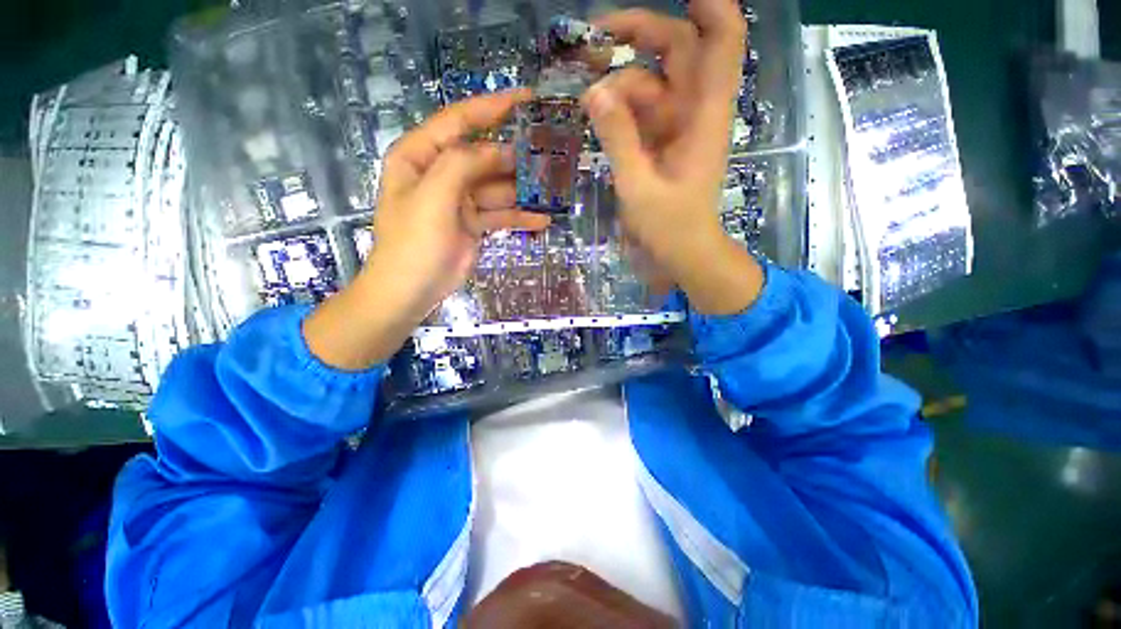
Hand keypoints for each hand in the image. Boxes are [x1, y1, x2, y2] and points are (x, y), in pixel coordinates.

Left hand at [304, 91, 549, 369]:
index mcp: (421, 156)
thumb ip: (463, 165)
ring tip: (554, 188)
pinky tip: (543, 220)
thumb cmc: (414, 242)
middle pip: (485, 156)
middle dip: (517, 156)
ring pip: (498, 187)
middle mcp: (442, 173)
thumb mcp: (433, 197)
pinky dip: (520, 216)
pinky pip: (501, 214)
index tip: (527, 98)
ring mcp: (460, 200)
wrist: (411, 290)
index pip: (459, 121)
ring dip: (524, 189)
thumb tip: (500, 150)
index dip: (492, 107)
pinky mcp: (474, 223)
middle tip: (551, 153)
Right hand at [584, 0, 763, 314]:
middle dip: (639, 33)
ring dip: (617, 83)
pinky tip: (595, 117)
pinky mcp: (659, 144)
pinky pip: (638, 113)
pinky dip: (617, 111)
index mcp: (703, 116)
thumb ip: (618, 139)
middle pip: (677, 51)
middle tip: (593, 35)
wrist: (681, 255)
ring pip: (649, 84)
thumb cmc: (670, 228)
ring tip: (584, 99)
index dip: (710, 7)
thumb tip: (594, 92)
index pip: (722, 42)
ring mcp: (675, 128)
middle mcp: (693, 112)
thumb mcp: (639, 187)